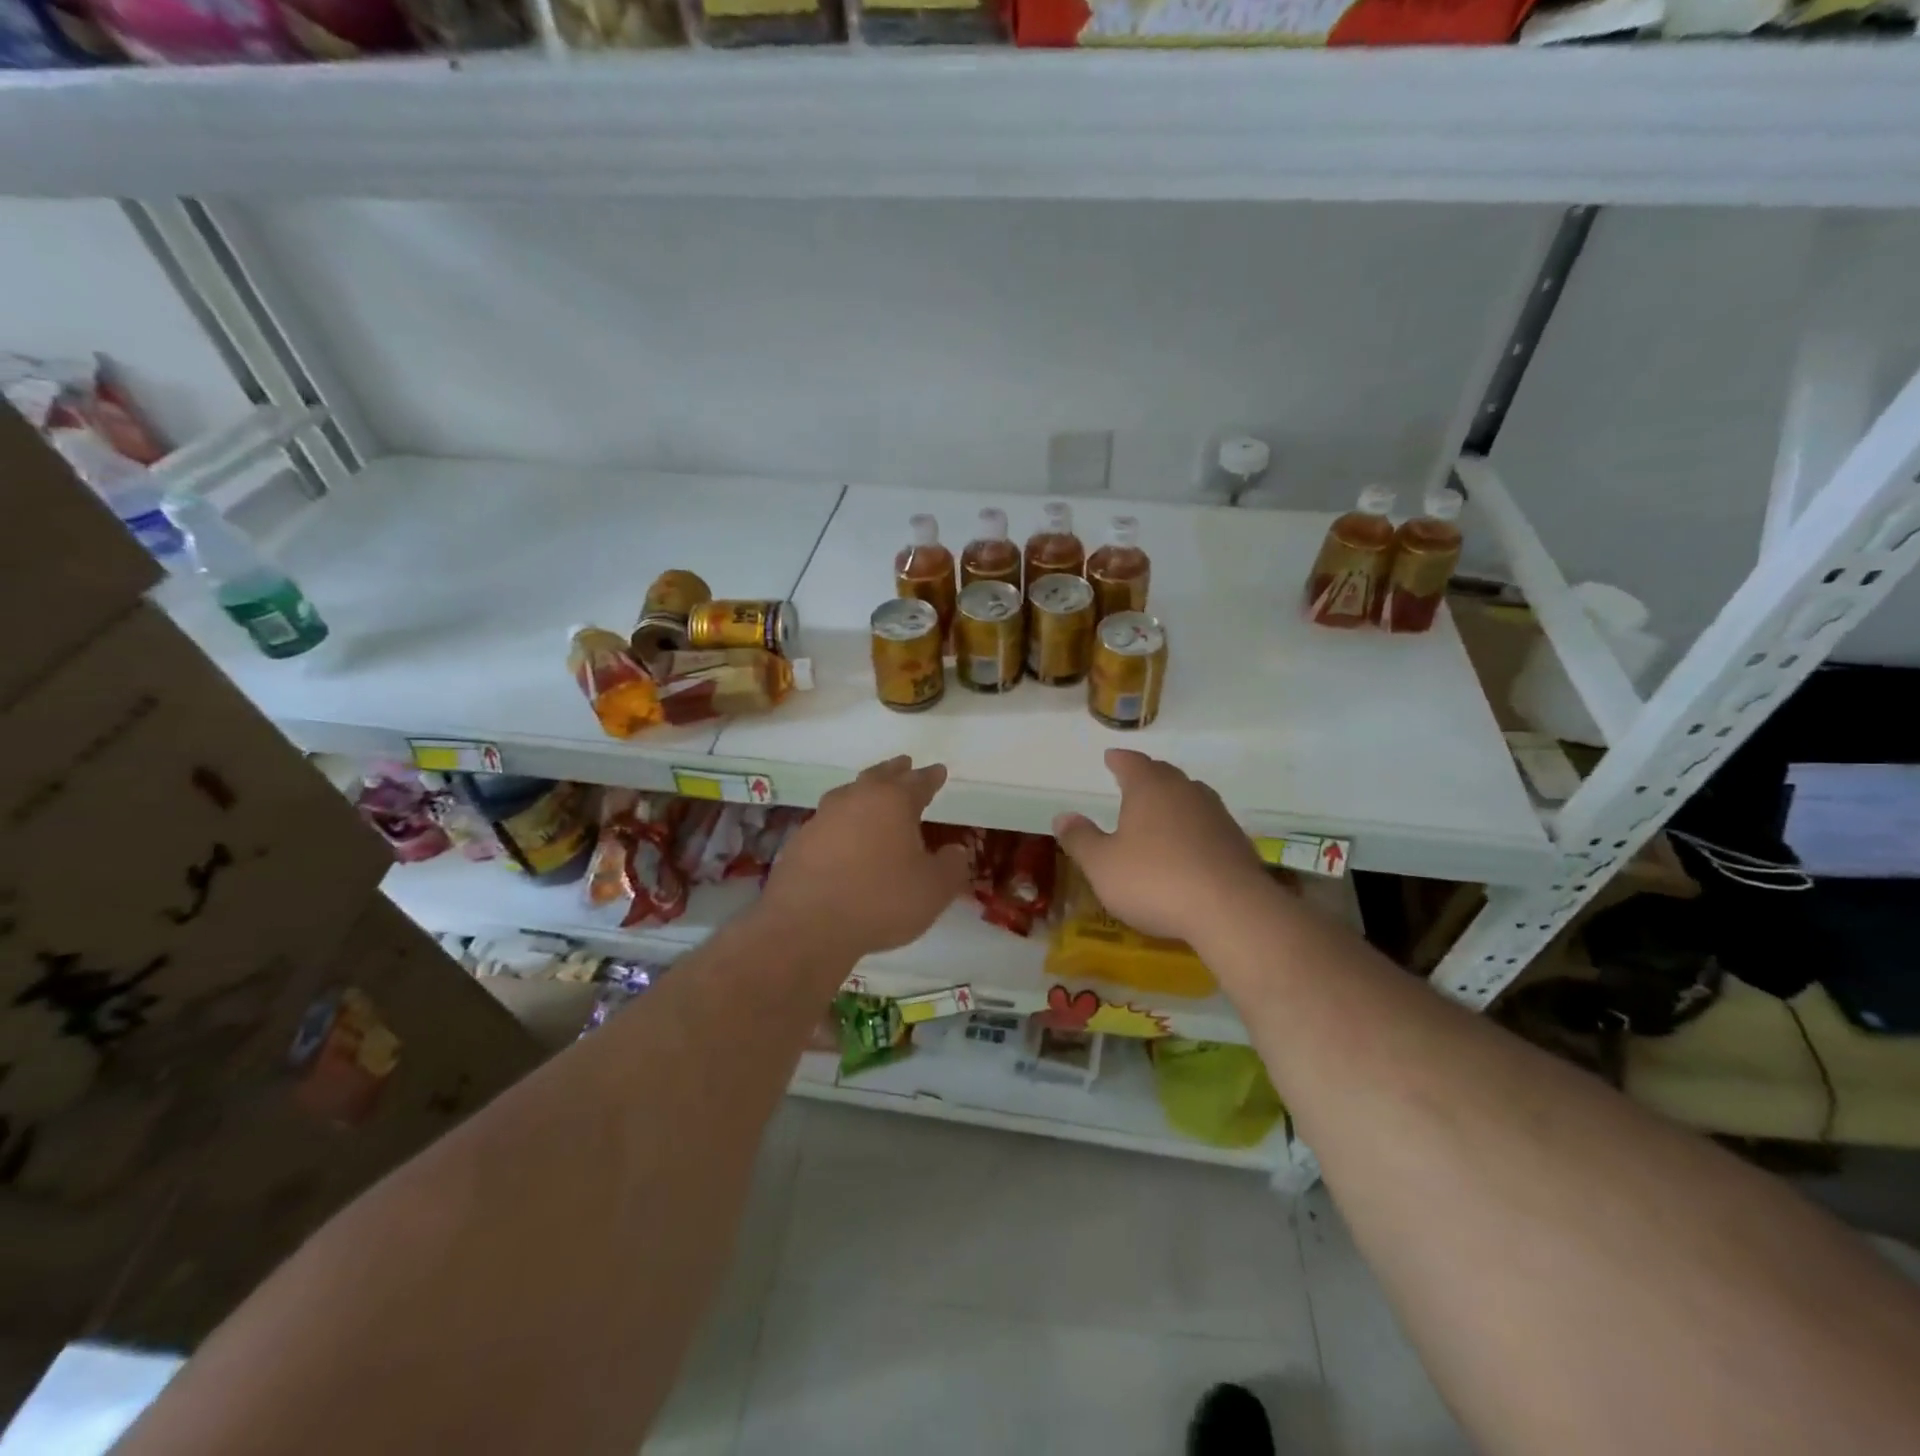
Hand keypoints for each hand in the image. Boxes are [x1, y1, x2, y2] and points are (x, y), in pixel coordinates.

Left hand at [759, 756, 970, 961]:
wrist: (807, 925)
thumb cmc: (880, 900)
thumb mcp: (934, 889)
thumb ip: (952, 866)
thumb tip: (956, 850)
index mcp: (893, 801)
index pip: (918, 782)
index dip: (931, 777)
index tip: (939, 770)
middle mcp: (857, 798)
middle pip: (880, 776)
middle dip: (896, 771)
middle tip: (905, 764)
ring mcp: (824, 817)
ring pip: (850, 792)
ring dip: (866, 790)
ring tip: (873, 794)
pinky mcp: (801, 840)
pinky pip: (830, 820)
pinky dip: (843, 820)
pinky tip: (845, 834)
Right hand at [1052, 749, 1271, 942]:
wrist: (1231, 910)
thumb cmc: (1155, 880)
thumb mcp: (1102, 865)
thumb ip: (1080, 839)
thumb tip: (1063, 816)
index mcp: (1150, 788)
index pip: (1132, 763)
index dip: (1119, 760)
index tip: (1110, 757)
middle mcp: (1185, 791)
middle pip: (1164, 774)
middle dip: (1147, 776)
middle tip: (1133, 780)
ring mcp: (1216, 815)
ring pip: (1190, 796)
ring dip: (1173, 800)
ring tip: (1160, 811)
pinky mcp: (1236, 841)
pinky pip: (1207, 823)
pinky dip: (1193, 827)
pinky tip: (1188, 845)